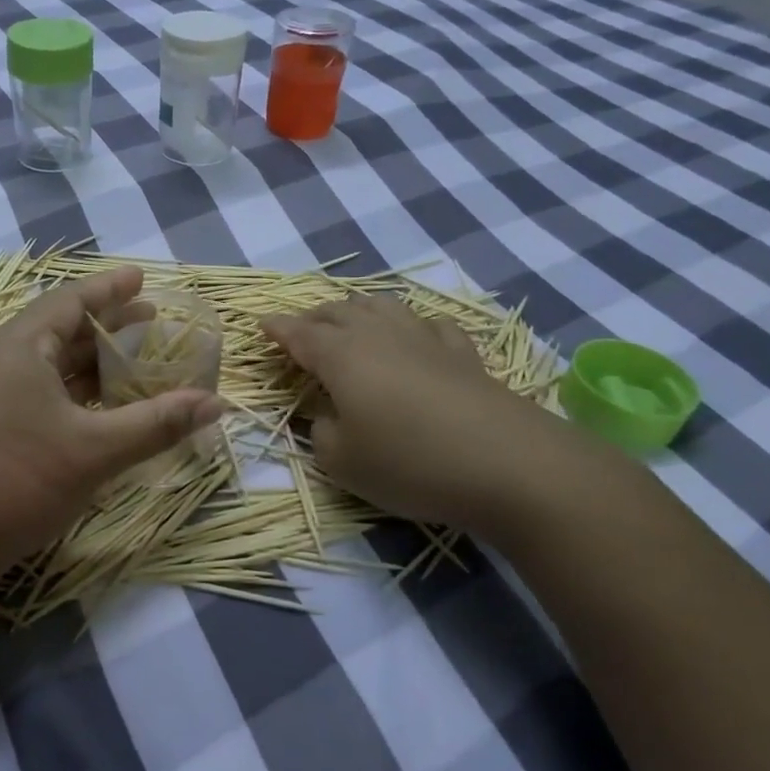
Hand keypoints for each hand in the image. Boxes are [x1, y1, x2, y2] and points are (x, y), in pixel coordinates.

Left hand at [0, 267, 225, 580]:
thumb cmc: (19, 481)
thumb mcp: (96, 451)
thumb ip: (157, 423)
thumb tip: (215, 403)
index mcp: (18, 347)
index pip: (70, 301)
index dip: (110, 289)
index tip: (141, 277)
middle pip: (58, 328)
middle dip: (106, 324)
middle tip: (149, 320)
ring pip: (45, 361)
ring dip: (87, 359)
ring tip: (130, 359)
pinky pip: (31, 386)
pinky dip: (67, 386)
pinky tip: (93, 403)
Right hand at [261, 294, 594, 537]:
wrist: (508, 465)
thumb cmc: (409, 462)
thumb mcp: (341, 461)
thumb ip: (320, 432)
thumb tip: (324, 415)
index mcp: (340, 355)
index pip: (299, 333)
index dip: (277, 328)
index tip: (261, 325)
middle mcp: (378, 334)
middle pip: (337, 311)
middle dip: (313, 317)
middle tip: (301, 331)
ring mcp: (424, 338)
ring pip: (382, 305)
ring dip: (357, 310)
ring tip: (350, 322)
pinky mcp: (464, 353)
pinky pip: (429, 324)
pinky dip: (410, 325)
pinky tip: (415, 337)